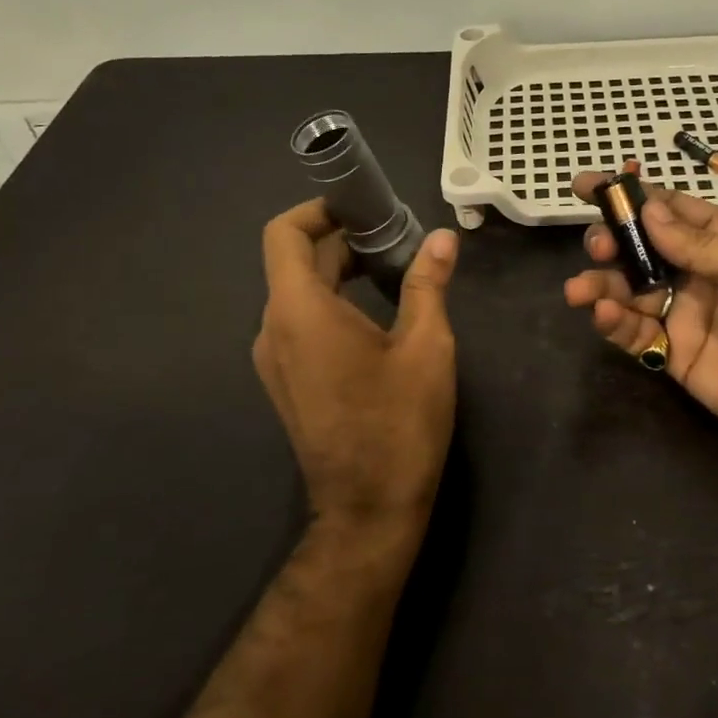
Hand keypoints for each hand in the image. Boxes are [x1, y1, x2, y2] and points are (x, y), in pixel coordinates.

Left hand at [253, 199, 459, 534]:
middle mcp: (273, 329)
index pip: (284, 233)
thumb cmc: (399, 423)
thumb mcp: (426, 346)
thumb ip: (428, 284)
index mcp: (300, 311)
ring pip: (299, 293)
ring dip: (340, 272)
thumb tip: (443, 238)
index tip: (363, 208)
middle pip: (296, 261)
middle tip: (397, 238)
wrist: (368, 509)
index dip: (318, 209)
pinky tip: (376, 316)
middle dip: (343, 240)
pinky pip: (301, 324)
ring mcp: (274, 359)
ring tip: (394, 272)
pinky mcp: (286, 382)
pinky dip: (332, 304)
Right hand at [564, 169, 717, 460]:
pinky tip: (604, 315)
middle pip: (641, 248)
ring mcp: (686, 315)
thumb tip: (646, 212)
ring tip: (580, 289)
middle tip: (598, 245)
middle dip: (612, 241)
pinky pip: (637, 333)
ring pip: (630, 290)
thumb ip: (702, 244)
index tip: (584, 185)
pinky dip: (615, 323)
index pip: (669, 209)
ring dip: (602, 285)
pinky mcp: (676, 356)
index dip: (628, 196)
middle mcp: (699, 272)